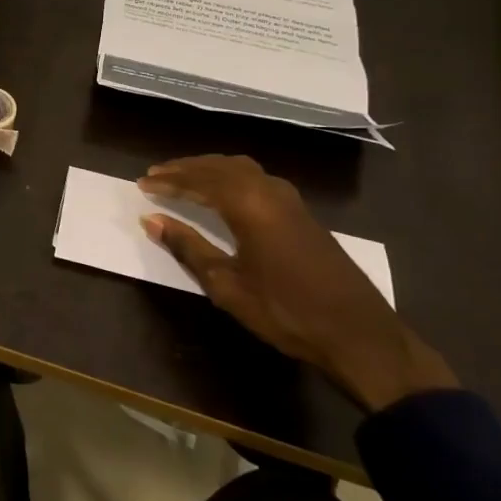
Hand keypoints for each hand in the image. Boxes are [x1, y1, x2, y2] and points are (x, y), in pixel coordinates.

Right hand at [138, 155, 457, 411]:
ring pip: (241, 169)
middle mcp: (269, 190)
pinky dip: (231, 177)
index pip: (199, 181)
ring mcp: (290, 200)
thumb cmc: (285, 311)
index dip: (169, 181)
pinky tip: (223, 192)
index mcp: (249, 204)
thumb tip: (152, 221)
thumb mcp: (227, 285)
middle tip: (156, 175)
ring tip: (184, 177)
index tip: (142, 184)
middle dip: (186, 168)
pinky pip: (257, 179)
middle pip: (220, 167)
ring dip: (210, 169)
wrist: (358, 334)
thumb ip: (188, 248)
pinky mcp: (302, 213)